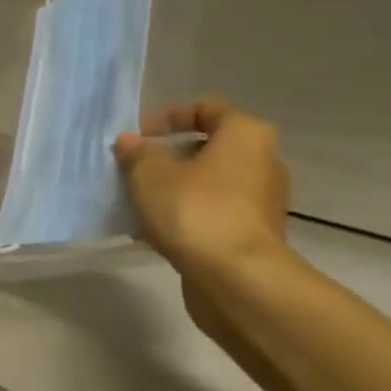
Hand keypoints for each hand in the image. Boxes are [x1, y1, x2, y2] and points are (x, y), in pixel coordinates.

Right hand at [114, 98, 291, 279]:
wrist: (239, 282)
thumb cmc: (197, 211)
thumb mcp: (151, 175)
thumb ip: (136, 154)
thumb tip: (128, 142)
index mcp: (245, 134)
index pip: (205, 109)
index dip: (167, 118)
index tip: (138, 137)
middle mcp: (262, 162)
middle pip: (207, 149)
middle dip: (167, 158)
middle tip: (134, 170)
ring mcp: (260, 203)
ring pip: (207, 185)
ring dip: (173, 190)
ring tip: (136, 203)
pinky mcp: (253, 237)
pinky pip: (212, 215)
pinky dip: (185, 218)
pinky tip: (151, 233)